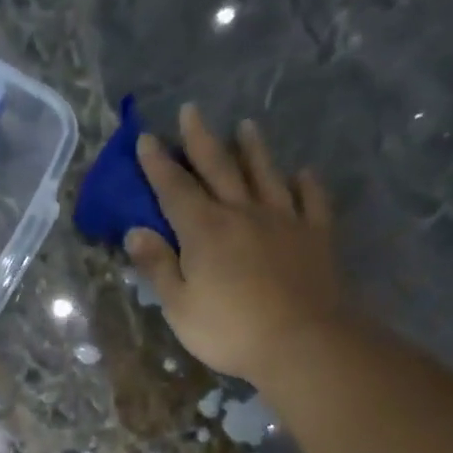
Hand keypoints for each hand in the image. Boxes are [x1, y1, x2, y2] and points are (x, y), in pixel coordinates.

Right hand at [125, 104, 345, 384]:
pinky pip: (312, 200)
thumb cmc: (229, 329)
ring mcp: (284, 220)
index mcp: (204, 230)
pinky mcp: (316, 235)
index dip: (158, 164)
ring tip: (246, 126)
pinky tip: (303, 173)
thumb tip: (135, 231)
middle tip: (191, 111)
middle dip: (201, 140)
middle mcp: (242, 213)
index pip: (174, 189)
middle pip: (219, 168)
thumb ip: (158, 266)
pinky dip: (306, 183)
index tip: (146, 138)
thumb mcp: (179, 305)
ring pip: (265, 174)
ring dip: (253, 149)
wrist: (301, 340)